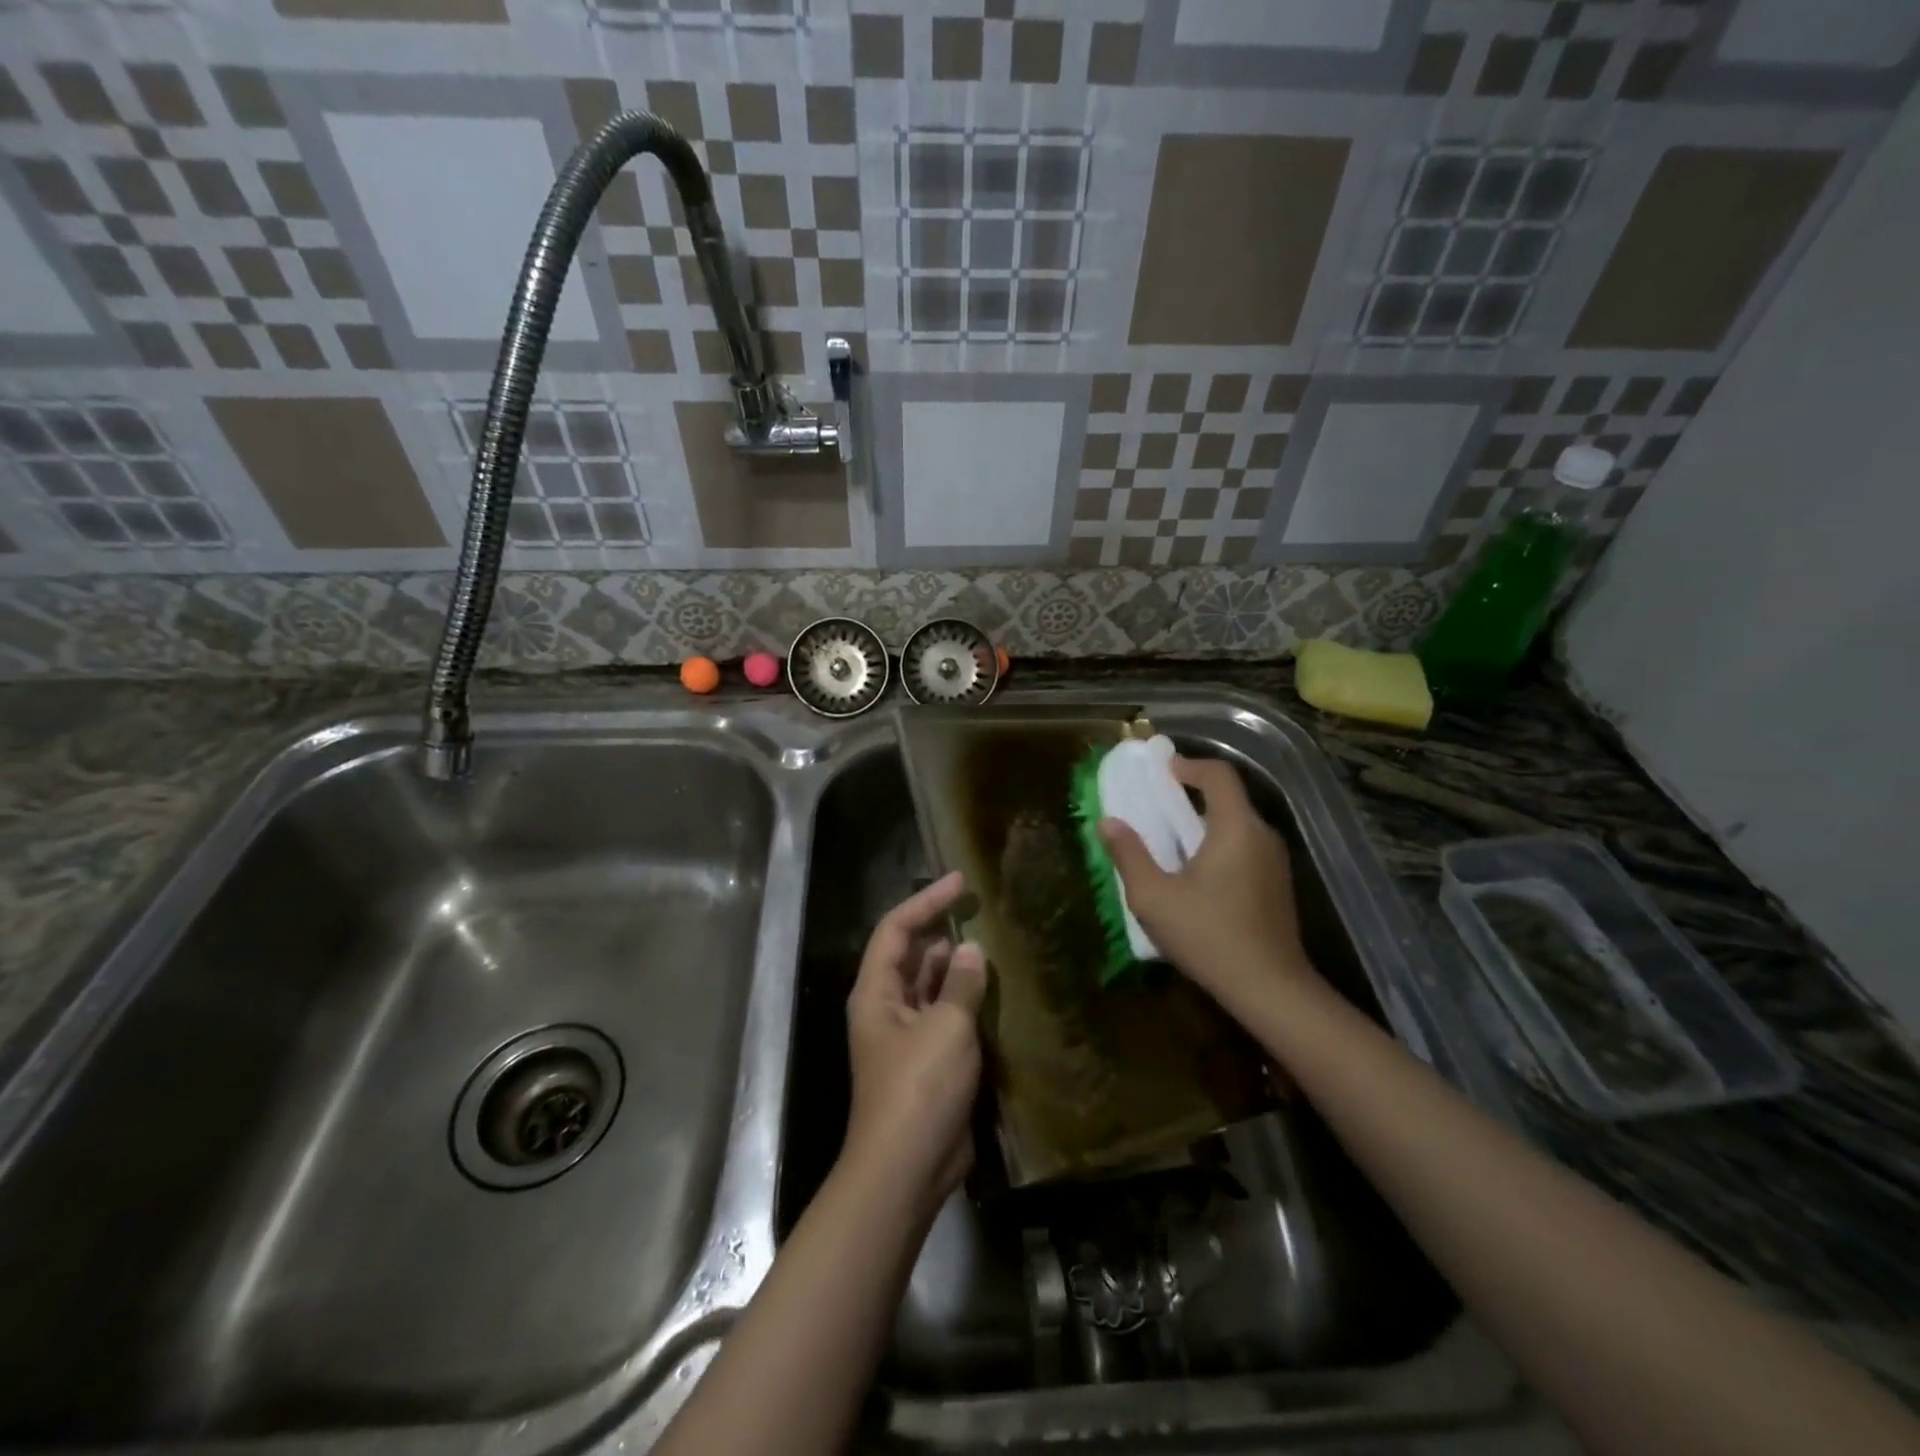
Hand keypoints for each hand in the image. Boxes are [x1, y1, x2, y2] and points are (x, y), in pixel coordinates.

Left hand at [843, 872, 987, 1218]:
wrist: (907, 1169)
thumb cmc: (919, 1089)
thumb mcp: (945, 1028)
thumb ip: (961, 985)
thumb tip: (972, 950)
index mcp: (877, 991)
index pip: (896, 929)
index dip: (926, 901)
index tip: (960, 882)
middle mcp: (888, 1006)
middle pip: (914, 955)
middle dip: (946, 933)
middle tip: (986, 913)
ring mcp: (908, 1035)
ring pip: (934, 986)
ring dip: (961, 969)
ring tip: (999, 946)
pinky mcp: (930, 1060)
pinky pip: (948, 1017)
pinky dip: (969, 1002)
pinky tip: (1000, 992)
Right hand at [1099, 756, 1319, 1014]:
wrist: (1270, 989)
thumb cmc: (1208, 936)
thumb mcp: (1154, 897)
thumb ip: (1129, 855)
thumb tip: (1108, 822)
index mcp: (1236, 828)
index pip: (1219, 775)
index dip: (1188, 765)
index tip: (1160, 771)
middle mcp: (1262, 836)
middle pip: (1229, 798)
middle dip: (1191, 795)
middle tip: (1156, 805)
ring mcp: (1276, 862)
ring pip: (1237, 825)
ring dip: (1204, 823)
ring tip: (1170, 840)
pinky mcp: (1278, 885)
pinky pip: (1245, 848)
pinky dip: (1219, 845)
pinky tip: (1196, 874)